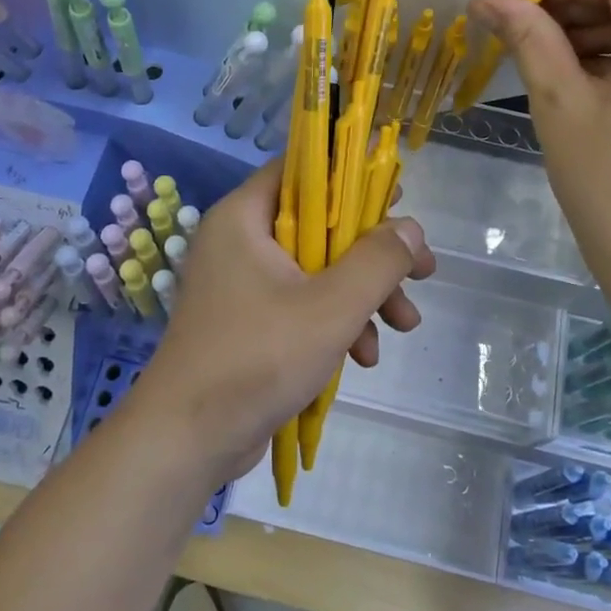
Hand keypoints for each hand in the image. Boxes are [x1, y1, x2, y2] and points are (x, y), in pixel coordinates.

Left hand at [128, 161, 435, 478]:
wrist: (188, 440)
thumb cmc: (257, 358)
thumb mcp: (331, 307)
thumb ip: (378, 261)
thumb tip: (411, 228)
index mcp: (245, 218)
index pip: (301, 170)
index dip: (352, 176)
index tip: (397, 196)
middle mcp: (240, 241)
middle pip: (320, 225)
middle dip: (374, 254)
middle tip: (422, 271)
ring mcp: (243, 284)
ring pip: (318, 269)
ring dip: (363, 294)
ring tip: (405, 325)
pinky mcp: (250, 322)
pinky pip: (302, 304)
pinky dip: (336, 322)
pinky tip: (364, 357)